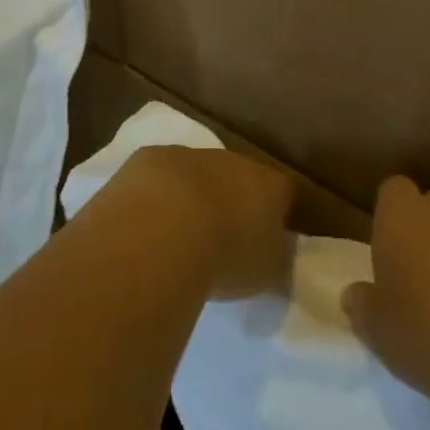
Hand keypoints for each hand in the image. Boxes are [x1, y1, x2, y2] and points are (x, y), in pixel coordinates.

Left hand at [112, 146, 294, 298]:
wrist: (163, 232)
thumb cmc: (226, 257)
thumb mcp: (267, 274)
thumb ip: (277, 261)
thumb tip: (277, 257)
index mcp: (271, 185)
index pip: (286, 193)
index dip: (280, 214)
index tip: (271, 239)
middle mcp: (235, 161)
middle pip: (239, 178)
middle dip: (232, 202)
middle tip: (221, 238)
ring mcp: (191, 156)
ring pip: (197, 173)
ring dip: (192, 196)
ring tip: (178, 236)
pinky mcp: (149, 159)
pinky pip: (158, 176)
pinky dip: (155, 195)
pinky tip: (144, 223)